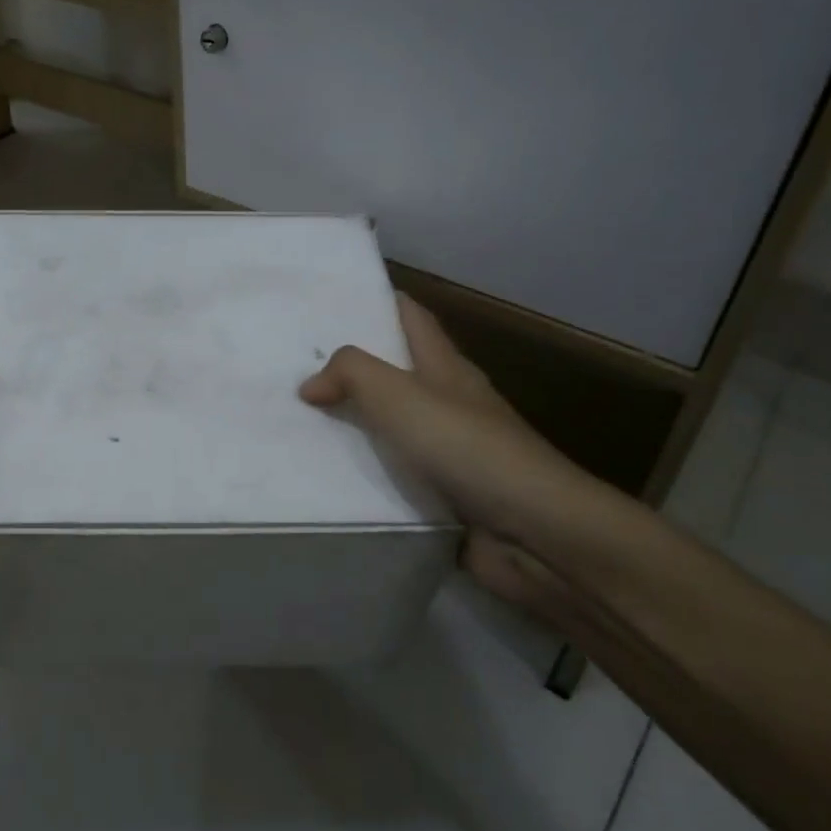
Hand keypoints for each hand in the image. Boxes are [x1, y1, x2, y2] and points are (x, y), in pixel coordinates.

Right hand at [299, 294, 629, 612]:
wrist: (533, 533)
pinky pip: (395, 473)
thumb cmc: (467, 448)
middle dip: (354, 364)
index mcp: (446, 367)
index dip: (380, 301)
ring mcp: (451, 450)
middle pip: (398, 371)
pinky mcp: (446, 494)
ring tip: (300, 418)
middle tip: (297, 363)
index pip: (412, 317)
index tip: (334, 297)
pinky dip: (366, 470)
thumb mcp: (401, 396)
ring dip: (355, 421)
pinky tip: (329, 474)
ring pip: (393, 424)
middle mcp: (450, 402)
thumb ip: (352, 374)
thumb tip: (310, 383)